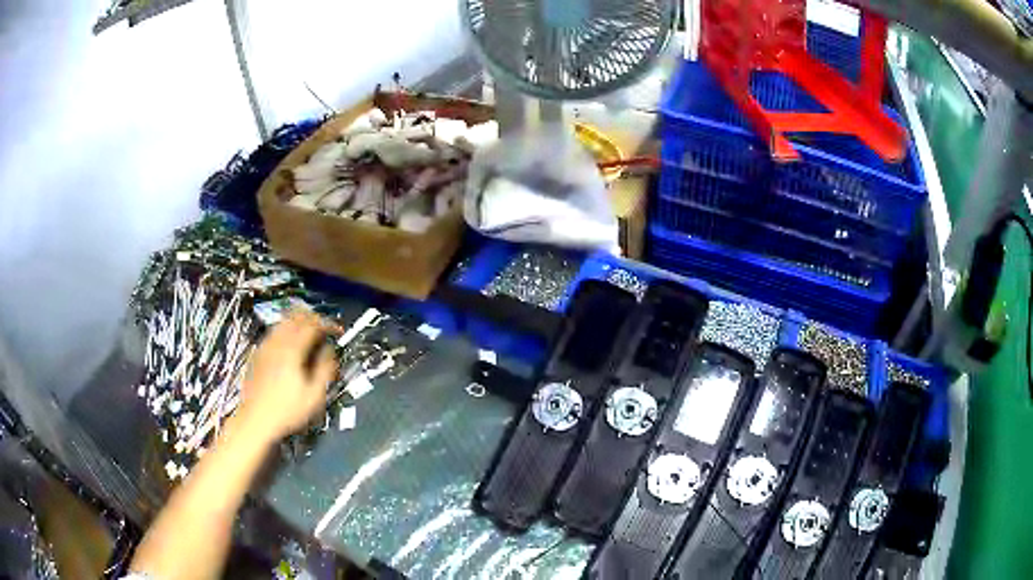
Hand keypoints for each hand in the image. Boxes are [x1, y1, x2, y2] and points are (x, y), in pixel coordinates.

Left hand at [235, 310, 338, 444]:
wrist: (256, 419)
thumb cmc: (286, 412)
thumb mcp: (314, 396)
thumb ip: (325, 370)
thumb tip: (330, 353)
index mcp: (292, 351)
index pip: (312, 325)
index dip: (327, 324)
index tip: (336, 330)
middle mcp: (277, 344)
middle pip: (295, 317)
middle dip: (311, 317)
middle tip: (322, 324)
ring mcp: (264, 348)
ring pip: (282, 322)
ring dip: (297, 321)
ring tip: (307, 329)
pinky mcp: (257, 355)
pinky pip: (272, 333)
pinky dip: (284, 331)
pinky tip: (288, 343)